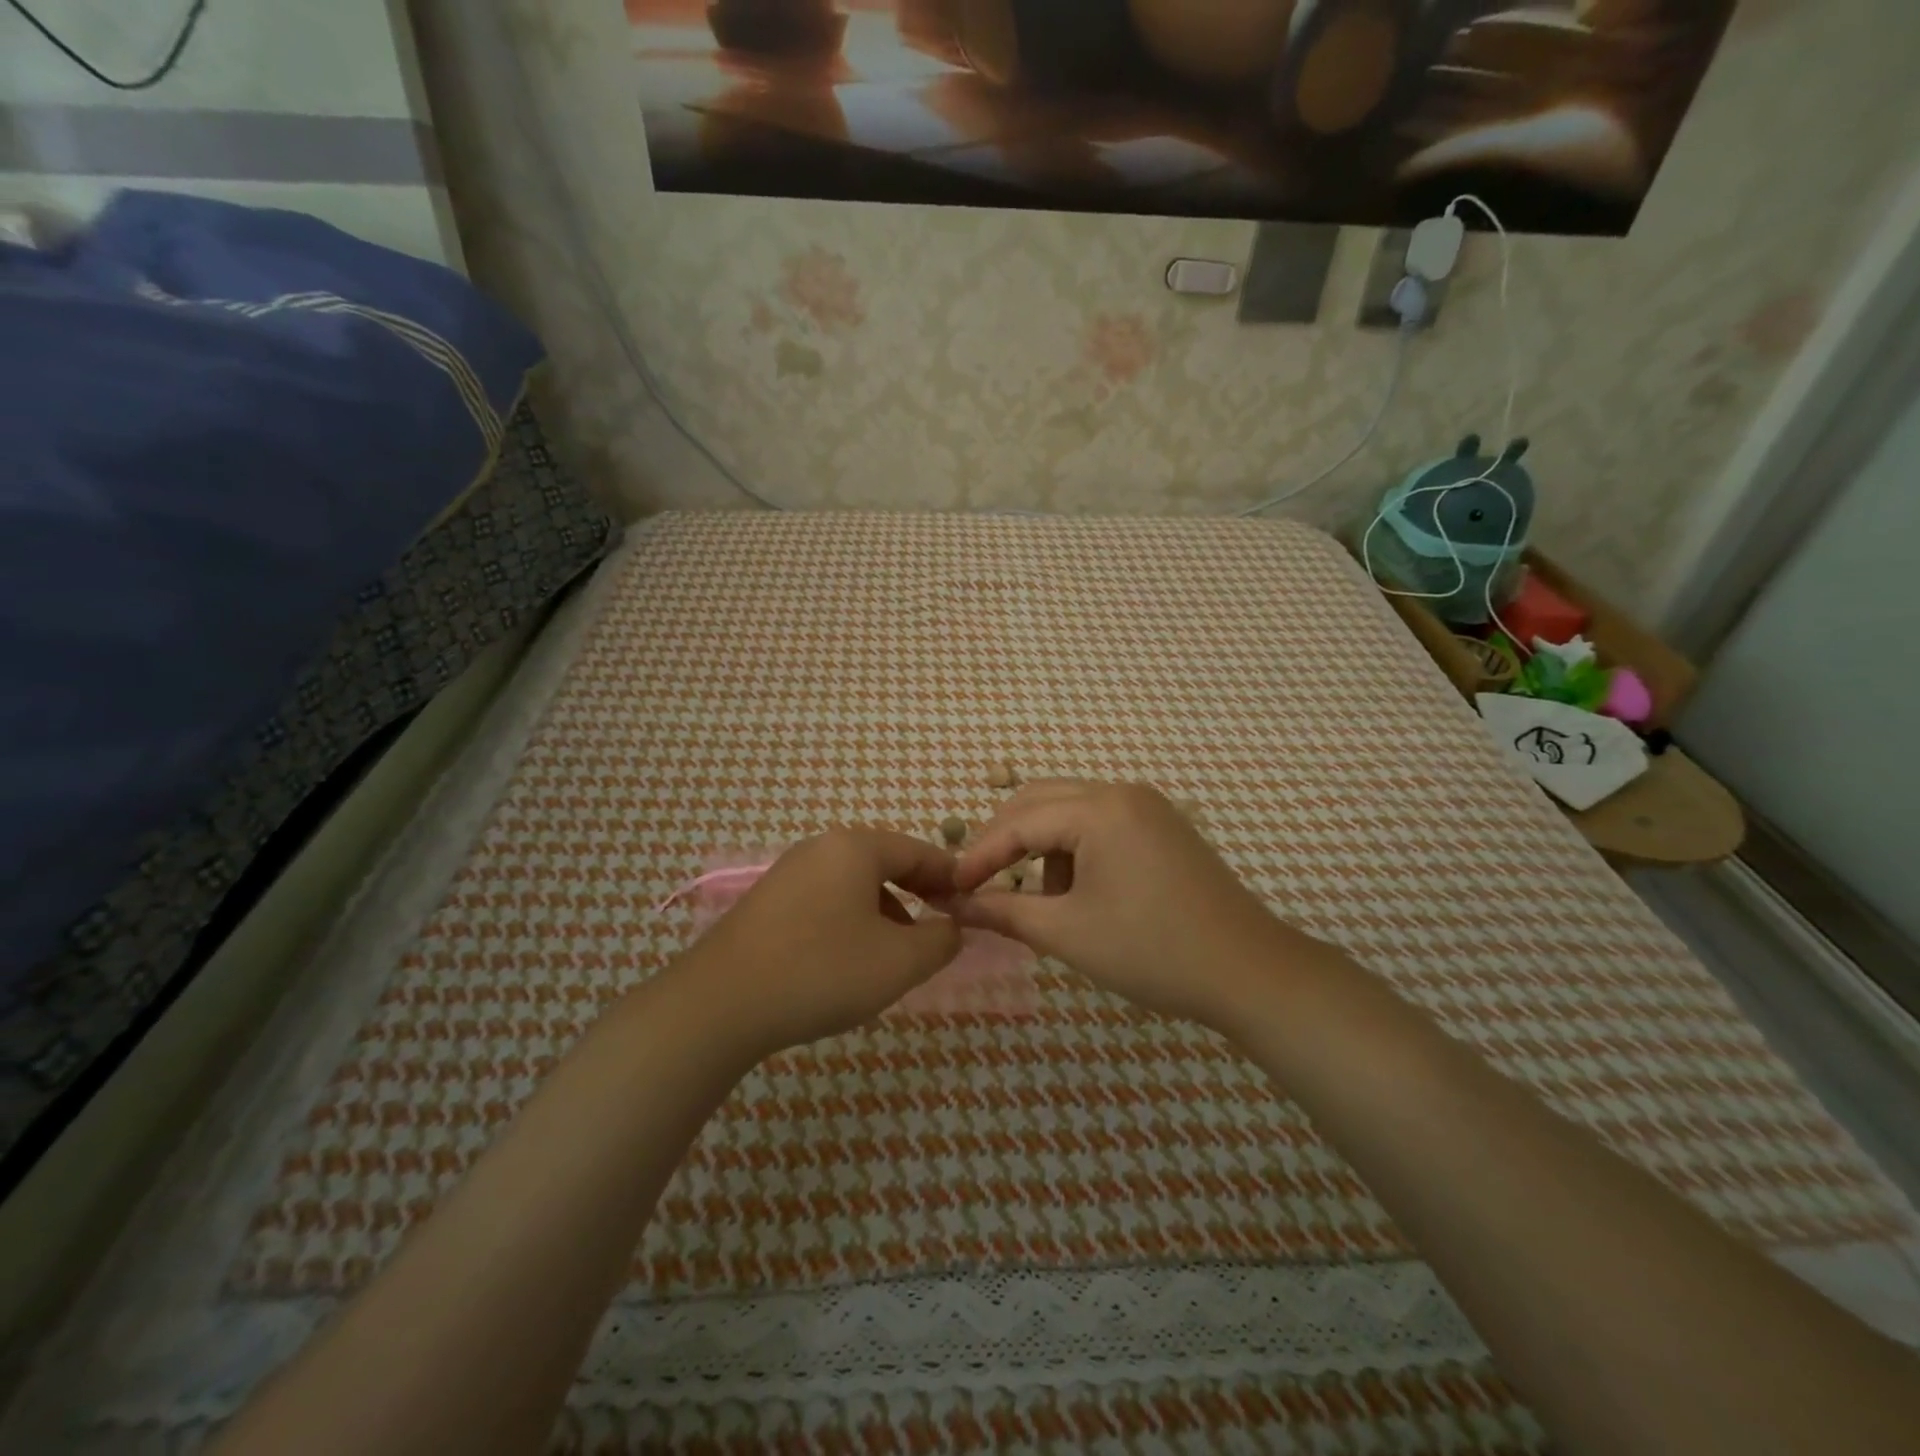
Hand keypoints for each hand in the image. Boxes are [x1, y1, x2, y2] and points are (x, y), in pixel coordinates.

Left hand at [677, 828, 962, 1057]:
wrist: (719, 1004)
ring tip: (897, 952)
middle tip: (940, 927)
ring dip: (885, 911)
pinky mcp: (767, 902)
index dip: (952, 876)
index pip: (919, 850)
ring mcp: (788, 873)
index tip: (973, 904)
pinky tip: (850, 960)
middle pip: (885, 863)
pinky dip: (851, 921)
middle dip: (919, 894)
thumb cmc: (822, 972)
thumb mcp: (899, 962)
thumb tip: (953, 926)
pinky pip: (826, 900)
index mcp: (855, 847)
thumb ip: (941, 940)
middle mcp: (820, 848)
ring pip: (854, 884)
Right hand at [951, 780, 1294, 1027]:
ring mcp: (1148, 806)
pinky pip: (1101, 823)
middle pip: (1041, 800)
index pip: (1019, 822)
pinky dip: (1076, 850)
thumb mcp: (1067, 933)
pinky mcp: (1163, 826)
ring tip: (1045, 901)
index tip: (949, 888)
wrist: (1250, 972)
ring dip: (1043, 847)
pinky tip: (1083, 893)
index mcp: (1099, 808)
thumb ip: (1003, 912)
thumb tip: (952, 905)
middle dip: (1006, 841)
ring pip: (1070, 810)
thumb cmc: (1152, 950)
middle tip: (980, 883)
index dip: (979, 856)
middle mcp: (1122, 792)